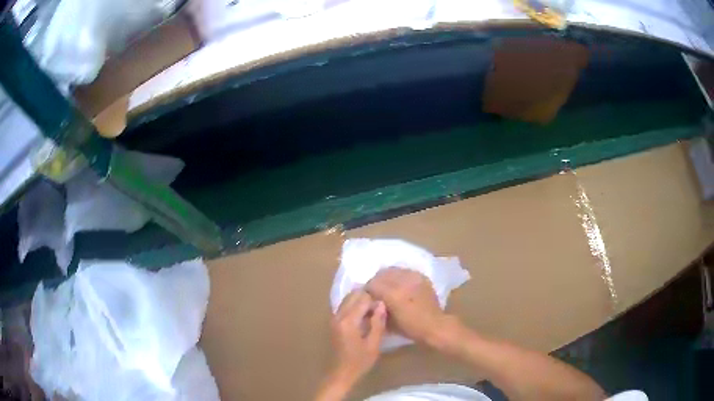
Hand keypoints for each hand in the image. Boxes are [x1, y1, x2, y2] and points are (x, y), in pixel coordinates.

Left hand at [330, 290, 386, 382]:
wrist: (341, 373)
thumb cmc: (359, 361)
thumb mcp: (373, 344)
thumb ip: (378, 323)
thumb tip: (381, 304)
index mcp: (348, 321)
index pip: (363, 299)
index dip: (375, 300)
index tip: (386, 306)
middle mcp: (338, 315)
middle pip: (353, 295)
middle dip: (367, 297)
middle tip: (380, 307)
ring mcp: (333, 318)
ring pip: (347, 299)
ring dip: (360, 301)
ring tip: (374, 310)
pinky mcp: (333, 322)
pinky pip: (344, 306)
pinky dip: (354, 306)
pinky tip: (365, 315)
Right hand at [366, 268, 452, 346]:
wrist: (434, 325)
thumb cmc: (410, 328)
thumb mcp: (388, 322)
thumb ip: (377, 308)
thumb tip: (370, 301)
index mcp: (393, 294)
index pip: (373, 284)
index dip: (367, 290)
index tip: (367, 296)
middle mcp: (403, 282)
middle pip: (382, 274)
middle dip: (376, 282)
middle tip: (376, 291)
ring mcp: (414, 277)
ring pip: (393, 270)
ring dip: (387, 277)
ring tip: (387, 286)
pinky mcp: (422, 277)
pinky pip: (406, 271)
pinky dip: (400, 276)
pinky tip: (400, 284)